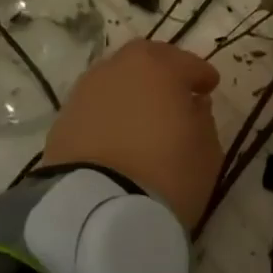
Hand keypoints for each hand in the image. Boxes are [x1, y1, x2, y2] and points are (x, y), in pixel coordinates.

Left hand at [42, 40, 221, 228]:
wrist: (96, 213)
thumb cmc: (167, 172)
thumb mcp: (206, 149)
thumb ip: (203, 118)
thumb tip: (193, 106)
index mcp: (159, 67)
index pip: (188, 64)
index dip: (202, 76)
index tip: (209, 88)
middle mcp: (119, 69)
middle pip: (145, 60)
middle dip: (162, 70)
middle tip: (175, 92)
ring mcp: (85, 93)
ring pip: (115, 81)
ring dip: (131, 91)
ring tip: (143, 116)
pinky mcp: (62, 122)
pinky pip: (96, 108)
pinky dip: (109, 114)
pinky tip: (119, 135)